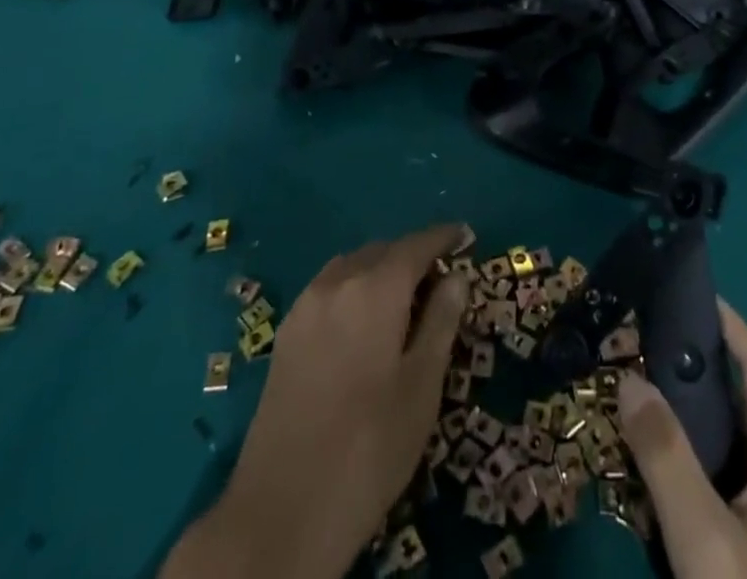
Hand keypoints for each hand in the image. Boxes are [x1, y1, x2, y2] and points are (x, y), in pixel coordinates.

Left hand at [160, 224, 469, 578]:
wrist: (281, 512)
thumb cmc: (369, 449)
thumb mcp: (422, 388)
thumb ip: (441, 322)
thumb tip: (456, 277)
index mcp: (375, 289)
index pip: (416, 245)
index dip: (443, 237)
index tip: (465, 235)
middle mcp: (337, 282)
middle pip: (382, 251)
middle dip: (412, 257)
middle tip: (439, 281)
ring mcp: (305, 306)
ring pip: (352, 267)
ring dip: (380, 271)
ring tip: (403, 301)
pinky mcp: (285, 334)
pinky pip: (328, 289)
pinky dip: (353, 289)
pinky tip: (362, 323)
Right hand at [617, 299, 746, 578]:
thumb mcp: (702, 544)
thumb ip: (664, 456)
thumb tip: (630, 379)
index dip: (727, 322)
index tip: (683, 291)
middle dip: (704, 365)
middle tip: (648, 344)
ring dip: (707, 411)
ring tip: (654, 390)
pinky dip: (719, 450)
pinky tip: (680, 459)